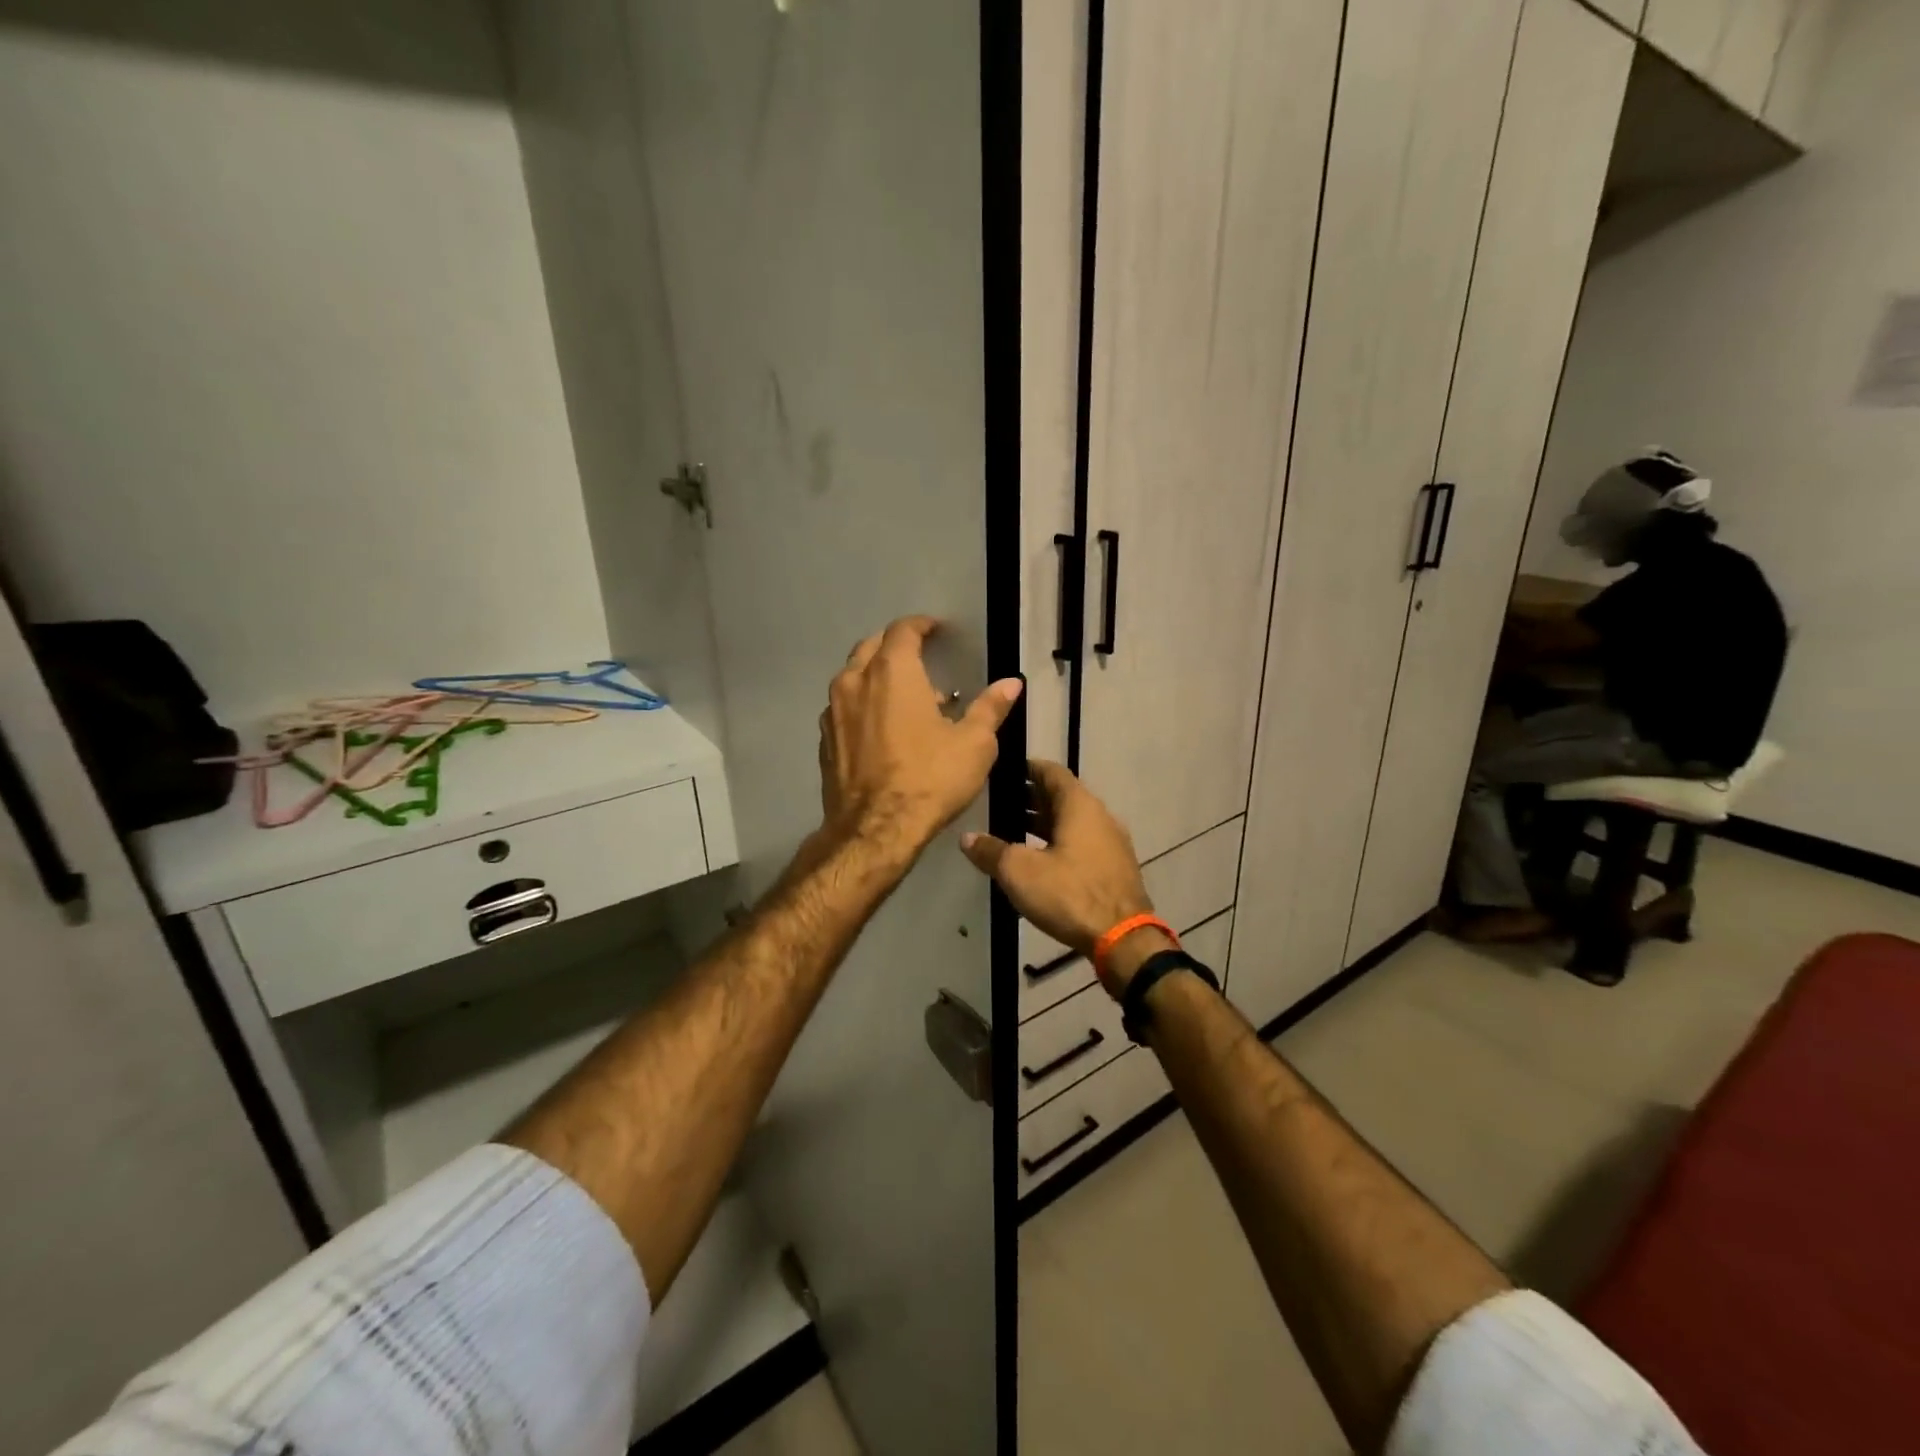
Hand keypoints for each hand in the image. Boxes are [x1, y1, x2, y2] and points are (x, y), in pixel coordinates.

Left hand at [817, 616, 1022, 860]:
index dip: (922, 625)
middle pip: (871, 646)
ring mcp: (833, 711)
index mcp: (892, 672)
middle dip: (895, 645)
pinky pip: (843, 708)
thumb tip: (1012, 683)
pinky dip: (862, 705)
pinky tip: (881, 728)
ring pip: (852, 676)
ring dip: (876, 676)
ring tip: (904, 697)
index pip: (903, 630)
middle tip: (919, 657)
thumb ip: (990, 708)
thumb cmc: (930, 779)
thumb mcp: (974, 743)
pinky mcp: (824, 740)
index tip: (936, 630)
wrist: (875, 830)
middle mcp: (855, 681)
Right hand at [959, 759, 1150, 958]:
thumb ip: (991, 850)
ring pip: (1072, 823)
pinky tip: (1039, 862)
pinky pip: (1082, 845)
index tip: (1003, 774)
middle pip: (1062, 797)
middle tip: (999, 806)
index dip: (1026, 769)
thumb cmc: (1069, 893)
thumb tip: (967, 838)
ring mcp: (1111, 843)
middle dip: (1031, 799)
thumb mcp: (1019, 871)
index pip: (1051, 771)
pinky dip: (1059, 844)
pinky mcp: (1115, 869)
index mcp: (1079, 805)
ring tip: (1012, 834)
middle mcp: (1100, 816)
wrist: (1123, 938)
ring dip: (1044, 825)